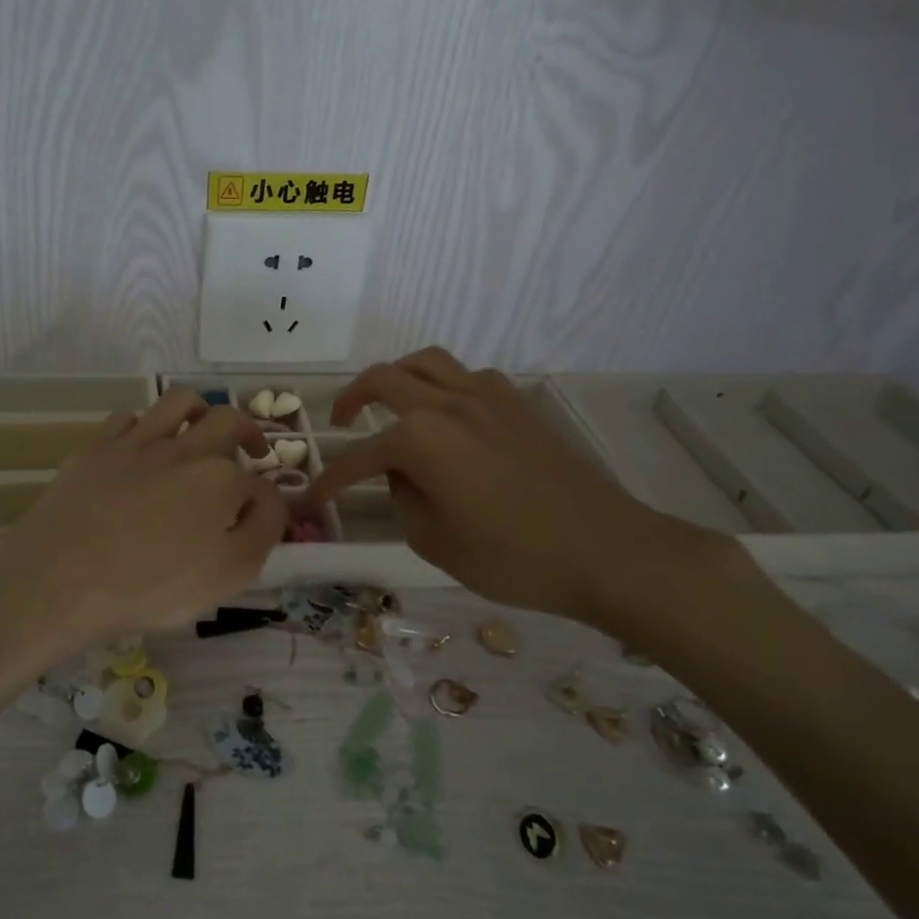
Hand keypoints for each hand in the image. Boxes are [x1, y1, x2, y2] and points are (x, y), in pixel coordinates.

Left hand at [0, 387, 287, 645]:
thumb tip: (269, 500)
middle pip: (227, 421)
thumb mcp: (229, 575)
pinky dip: (143, 426)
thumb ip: (262, 531)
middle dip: (247, 431)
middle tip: (251, 448)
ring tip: (202, 426)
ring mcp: (138, 442)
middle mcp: (185, 449)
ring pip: (178, 402)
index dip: (264, 501)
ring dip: (200, 410)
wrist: (63, 575)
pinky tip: (142, 446)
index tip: (260, 518)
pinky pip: (127, 417)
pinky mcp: (98, 447)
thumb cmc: (152, 584)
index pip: (259, 483)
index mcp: (221, 479)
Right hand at [305, 349, 743, 638]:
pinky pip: (467, 376)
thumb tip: (400, 473)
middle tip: (340, 421)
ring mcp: (487, 396)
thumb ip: (403, 497)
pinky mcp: (518, 404)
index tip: (312, 499)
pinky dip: (444, 384)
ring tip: (390, 401)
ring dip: (397, 375)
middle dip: (351, 398)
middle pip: (383, 379)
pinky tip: (449, 414)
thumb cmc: (513, 557)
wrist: (606, 550)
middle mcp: (447, 403)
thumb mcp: (435, 541)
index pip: (359, 456)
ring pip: (426, 361)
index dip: (330, 480)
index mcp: (419, 438)